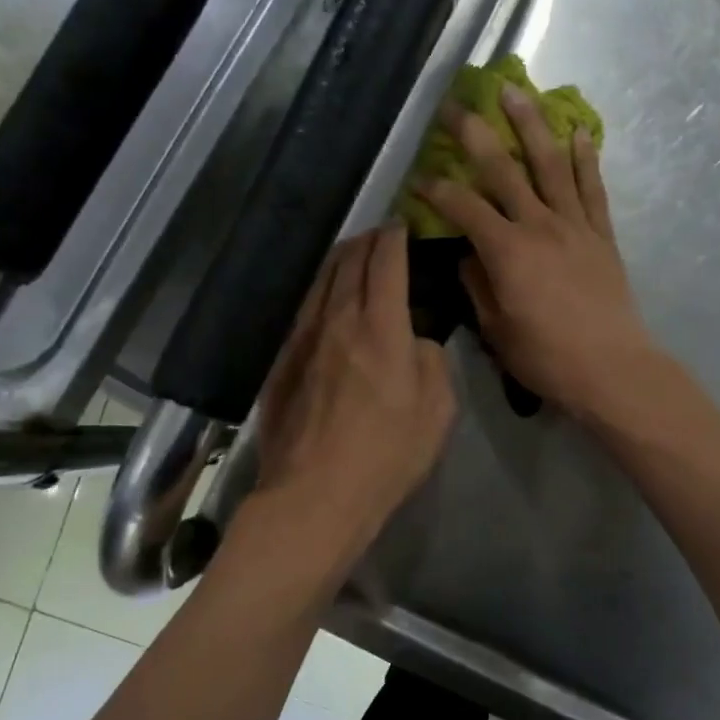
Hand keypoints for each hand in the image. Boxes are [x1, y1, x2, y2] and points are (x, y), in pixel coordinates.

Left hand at [252, 227, 456, 557]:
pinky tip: (324, 297)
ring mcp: (303, 339)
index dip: (397, 237)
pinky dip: (319, 291)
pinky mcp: (282, 361)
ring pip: (320, 281)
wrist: (316, 494)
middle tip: (381, 235)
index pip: (387, 262)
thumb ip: (432, 362)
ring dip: (339, 260)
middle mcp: (338, 320)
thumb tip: (416, 341)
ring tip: (352, 254)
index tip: (404, 225)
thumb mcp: (438, 410)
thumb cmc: (388, 455)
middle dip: (367, 240)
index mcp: (382, 327)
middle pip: (349, 262)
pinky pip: (303, 310)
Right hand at [416, 86, 660, 422]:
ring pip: (550, 164)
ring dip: (531, 124)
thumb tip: (467, 256)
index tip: (416, 179)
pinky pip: (592, 188)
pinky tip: (578, 132)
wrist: (612, 369)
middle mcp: (539, 225)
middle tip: (456, 105)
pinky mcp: (602, 235)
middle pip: (503, 169)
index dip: (435, 189)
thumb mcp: (496, 330)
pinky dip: (586, 158)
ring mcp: (575, 225)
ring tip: (516, 91)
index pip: (463, 207)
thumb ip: (477, 286)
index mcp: (507, 251)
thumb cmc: (546, 357)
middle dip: (475, 134)